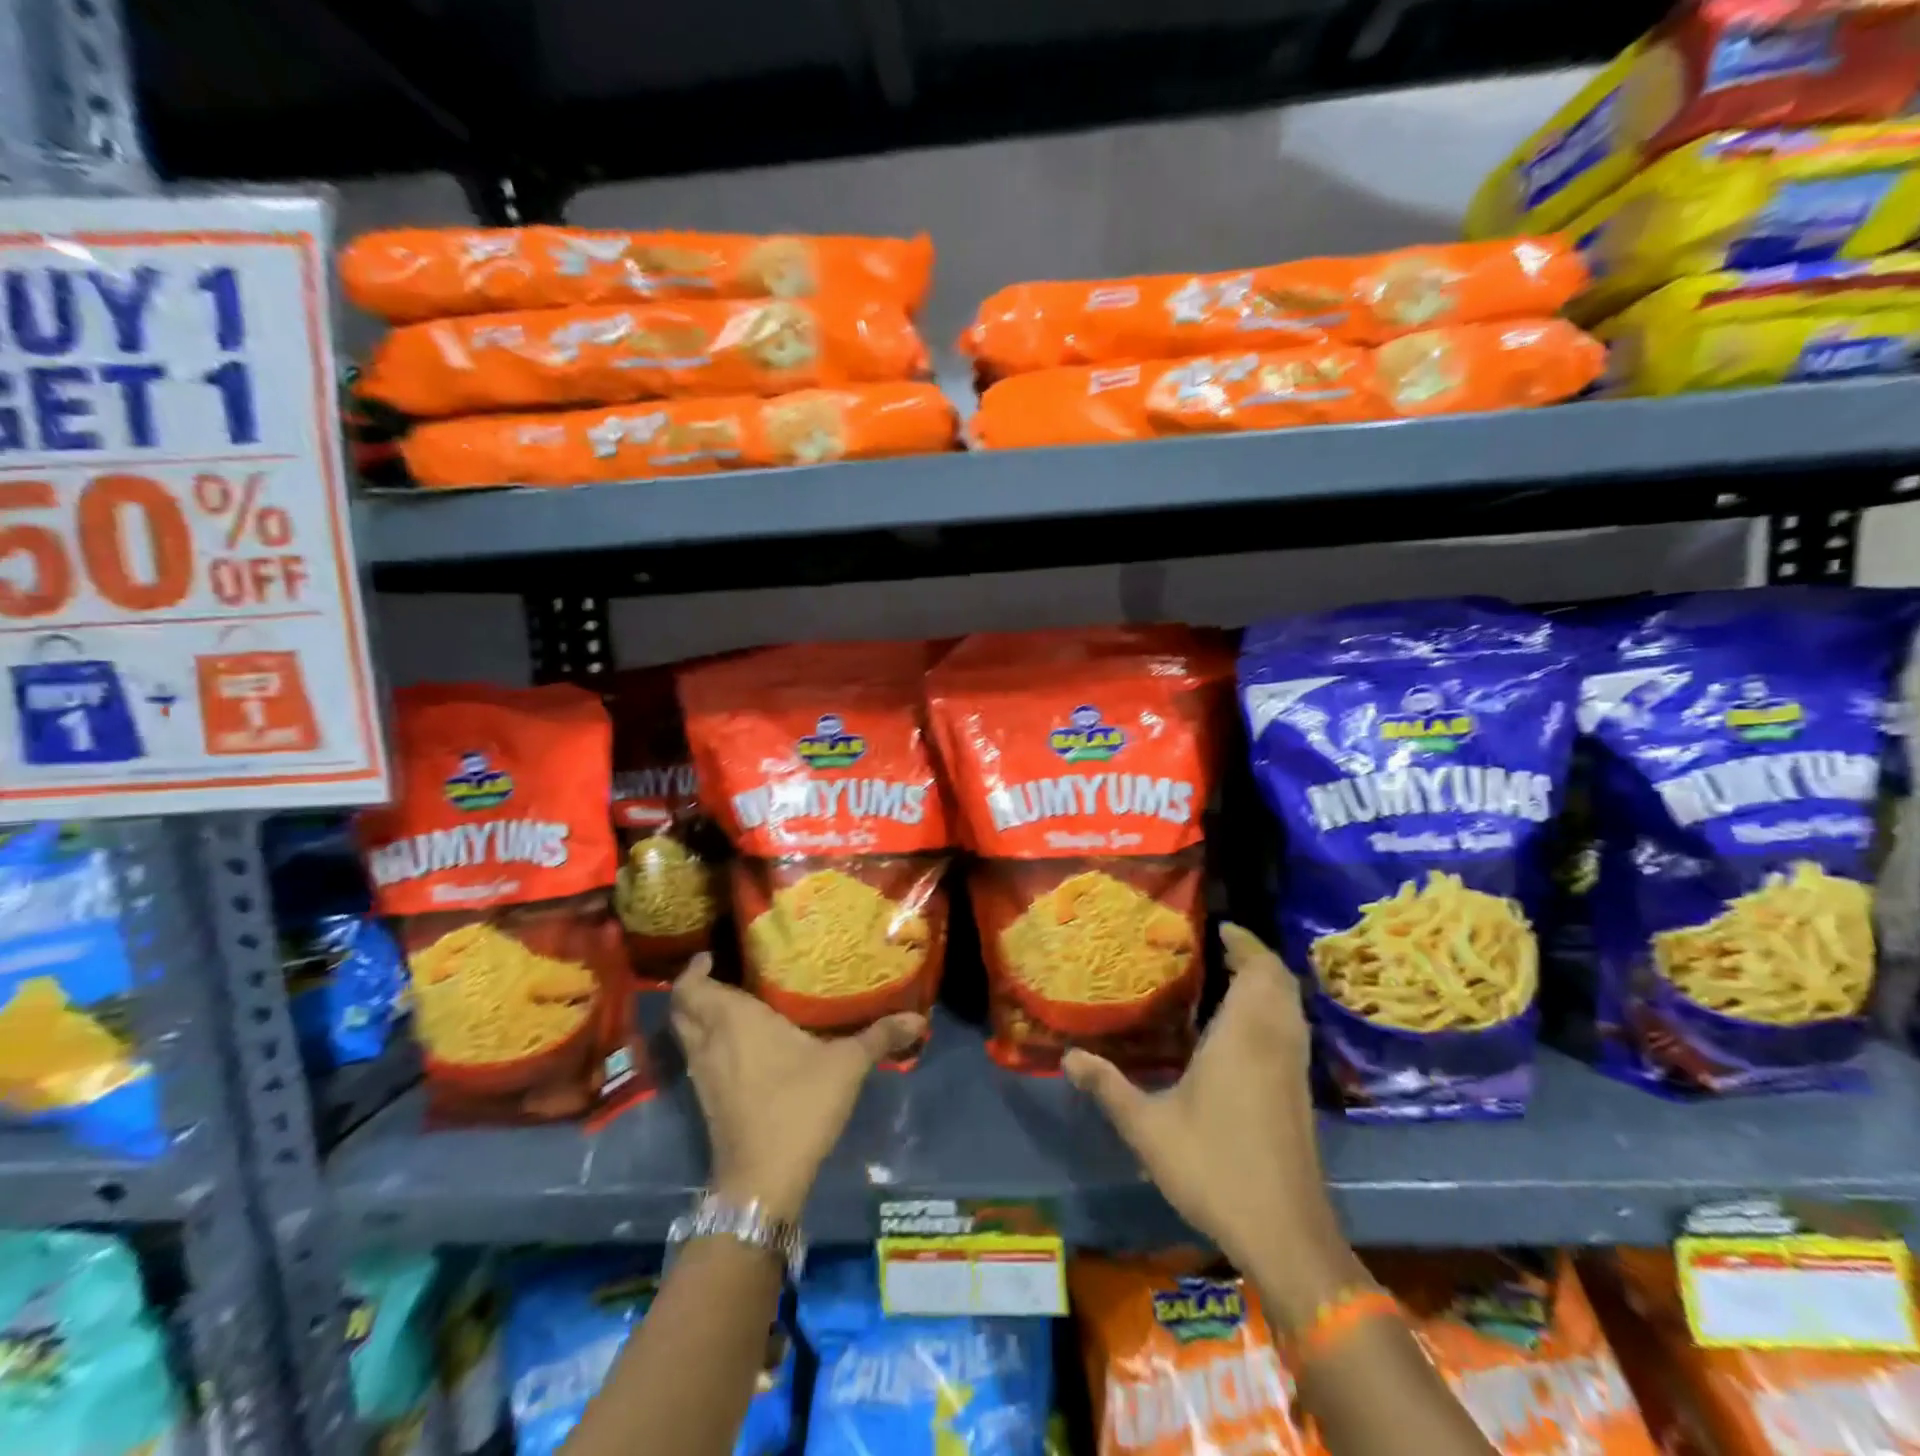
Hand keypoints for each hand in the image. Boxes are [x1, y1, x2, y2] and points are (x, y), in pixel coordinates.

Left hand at [670, 955, 924, 1222]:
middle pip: (681, 1008)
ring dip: (697, 1017)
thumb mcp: (847, 1065)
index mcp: (734, 1020)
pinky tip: (735, 1047)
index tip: (710, 956)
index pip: (692, 987)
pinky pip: (696, 1058)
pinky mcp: (706, 1102)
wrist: (763, 1179)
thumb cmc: (799, 1105)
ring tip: (729, 1004)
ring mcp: (703, 1075)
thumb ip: (879, 1037)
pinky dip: (705, 1043)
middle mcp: (710, 1042)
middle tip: (720, 974)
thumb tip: (919, 1019)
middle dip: (693, 989)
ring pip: (686, 1035)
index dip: (693, 970)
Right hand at [1063, 924, 1363, 1323]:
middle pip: (1280, 981)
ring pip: (1291, 1007)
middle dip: (1256, 957)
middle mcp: (1274, 1042)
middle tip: (1221, 948)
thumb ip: (1108, 1087)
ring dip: (1267, 984)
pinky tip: (1242, 1032)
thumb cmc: (1214, 1167)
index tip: (1219, 927)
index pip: (1257, 970)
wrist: (1285, 1234)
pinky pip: (1291, 1031)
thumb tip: (1068, 1057)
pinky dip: (1273, 1012)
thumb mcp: (1148, 1128)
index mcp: (1242, 1036)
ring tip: (1229, 978)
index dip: (1244, 942)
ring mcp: (1293, 1070)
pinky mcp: (1301, 1096)